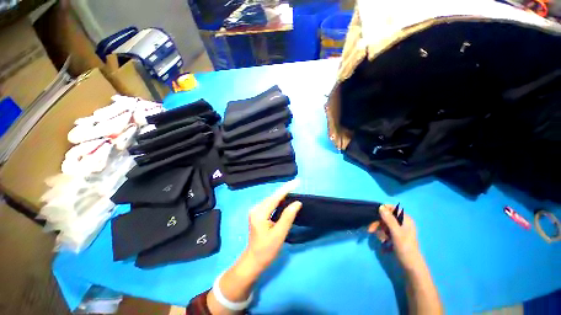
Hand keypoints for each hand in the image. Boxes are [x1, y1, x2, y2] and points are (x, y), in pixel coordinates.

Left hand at [207, 180, 301, 312]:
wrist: (254, 260)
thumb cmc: (267, 250)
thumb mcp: (279, 234)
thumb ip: (288, 217)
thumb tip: (297, 203)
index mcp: (260, 213)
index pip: (275, 198)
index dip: (286, 189)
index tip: (296, 182)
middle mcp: (256, 209)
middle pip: (273, 197)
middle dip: (285, 190)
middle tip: (297, 185)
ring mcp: (256, 210)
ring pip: (271, 199)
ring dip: (282, 195)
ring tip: (293, 189)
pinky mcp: (258, 213)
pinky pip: (270, 203)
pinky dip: (278, 200)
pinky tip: (285, 199)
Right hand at [368, 205, 422, 269]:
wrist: (411, 267)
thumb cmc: (405, 248)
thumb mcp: (396, 233)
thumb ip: (389, 220)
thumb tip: (381, 207)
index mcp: (406, 220)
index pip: (393, 208)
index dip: (383, 210)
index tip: (374, 214)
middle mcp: (403, 223)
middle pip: (386, 218)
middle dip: (378, 224)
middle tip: (370, 230)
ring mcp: (400, 230)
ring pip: (385, 226)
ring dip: (380, 232)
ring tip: (381, 241)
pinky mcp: (396, 237)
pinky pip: (386, 233)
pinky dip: (383, 237)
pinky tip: (384, 244)